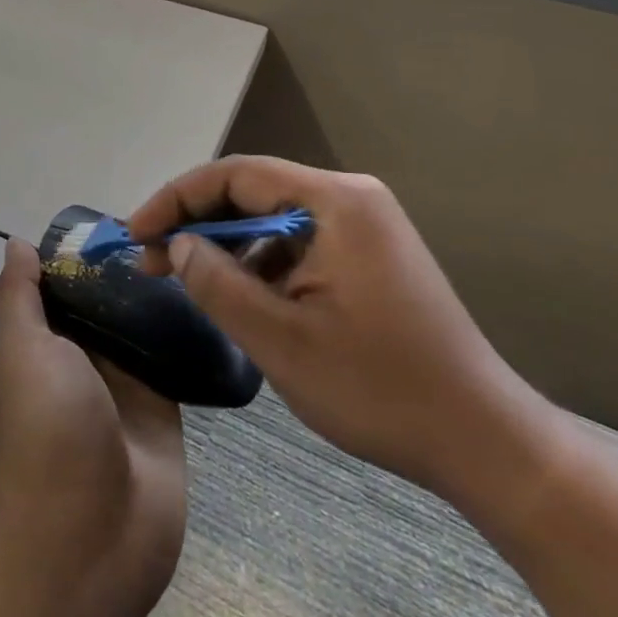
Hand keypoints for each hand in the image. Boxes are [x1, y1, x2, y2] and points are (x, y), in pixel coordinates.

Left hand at [0, 238, 186, 611]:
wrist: (95, 535)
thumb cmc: (48, 431)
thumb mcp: (21, 352)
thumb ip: (18, 298)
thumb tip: (17, 244)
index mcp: (39, 345)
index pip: (55, 285)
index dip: (74, 252)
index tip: (109, 218)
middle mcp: (78, 358)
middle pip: (99, 299)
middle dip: (121, 268)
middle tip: (162, 225)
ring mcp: (122, 381)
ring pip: (137, 322)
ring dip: (155, 294)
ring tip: (188, 247)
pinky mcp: (162, 401)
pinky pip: (171, 353)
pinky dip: (183, 327)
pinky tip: (207, 289)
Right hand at [129, 156, 560, 510]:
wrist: (483, 440)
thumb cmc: (379, 388)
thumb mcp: (281, 340)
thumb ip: (217, 283)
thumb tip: (178, 245)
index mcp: (334, 201)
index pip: (235, 176)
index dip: (176, 199)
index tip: (135, 233)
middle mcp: (350, 198)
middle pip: (253, 193)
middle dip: (196, 223)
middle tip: (149, 259)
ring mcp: (364, 225)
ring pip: (272, 220)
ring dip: (226, 246)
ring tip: (184, 279)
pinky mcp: (369, 254)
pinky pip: (298, 243)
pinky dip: (260, 264)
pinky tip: (238, 297)